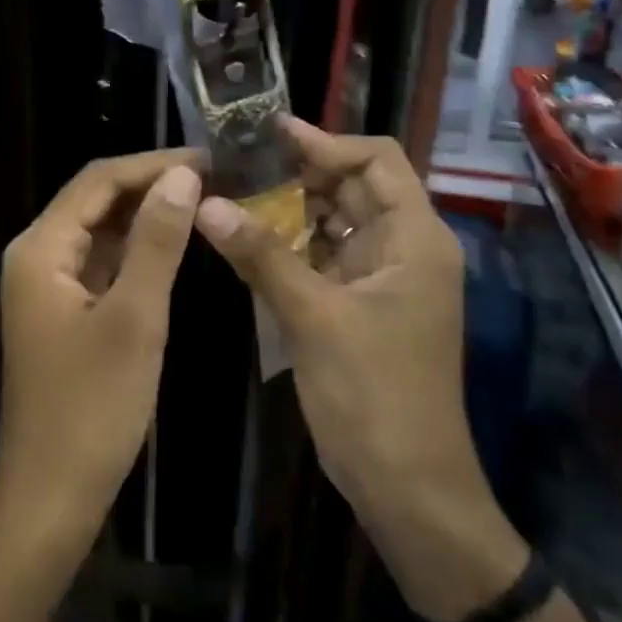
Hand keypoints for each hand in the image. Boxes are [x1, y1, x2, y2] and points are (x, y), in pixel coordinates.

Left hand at [0, 151, 201, 540]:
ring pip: (99, 232)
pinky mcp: (62, 312)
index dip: (153, 164)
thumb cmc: (92, 408)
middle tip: (214, 178)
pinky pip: (100, 264)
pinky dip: (135, 251)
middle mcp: (35, 256)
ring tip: (203, 202)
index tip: (209, 159)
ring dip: (145, 216)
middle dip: (151, 185)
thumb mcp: (134, 318)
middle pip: (95, 200)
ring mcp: (46, 286)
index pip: (98, 180)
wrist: (51, 495)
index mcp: (40, 248)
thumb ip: (156, 242)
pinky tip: (172, 247)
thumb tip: (182, 177)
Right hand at [194, 120, 526, 621]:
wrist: (406, 487)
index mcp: (415, 238)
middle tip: (235, 163)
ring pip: (331, 223)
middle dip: (297, 173)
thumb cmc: (374, 395)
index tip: (268, 134)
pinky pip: (320, 259)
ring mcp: (379, 280)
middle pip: (351, 187)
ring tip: (230, 194)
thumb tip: (206, 204)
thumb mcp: (314, 318)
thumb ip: (261, 255)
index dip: (325, 142)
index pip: (377, 160)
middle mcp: (402, 249)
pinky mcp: (356, 307)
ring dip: (287, 209)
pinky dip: (286, 247)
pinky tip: (243, 241)